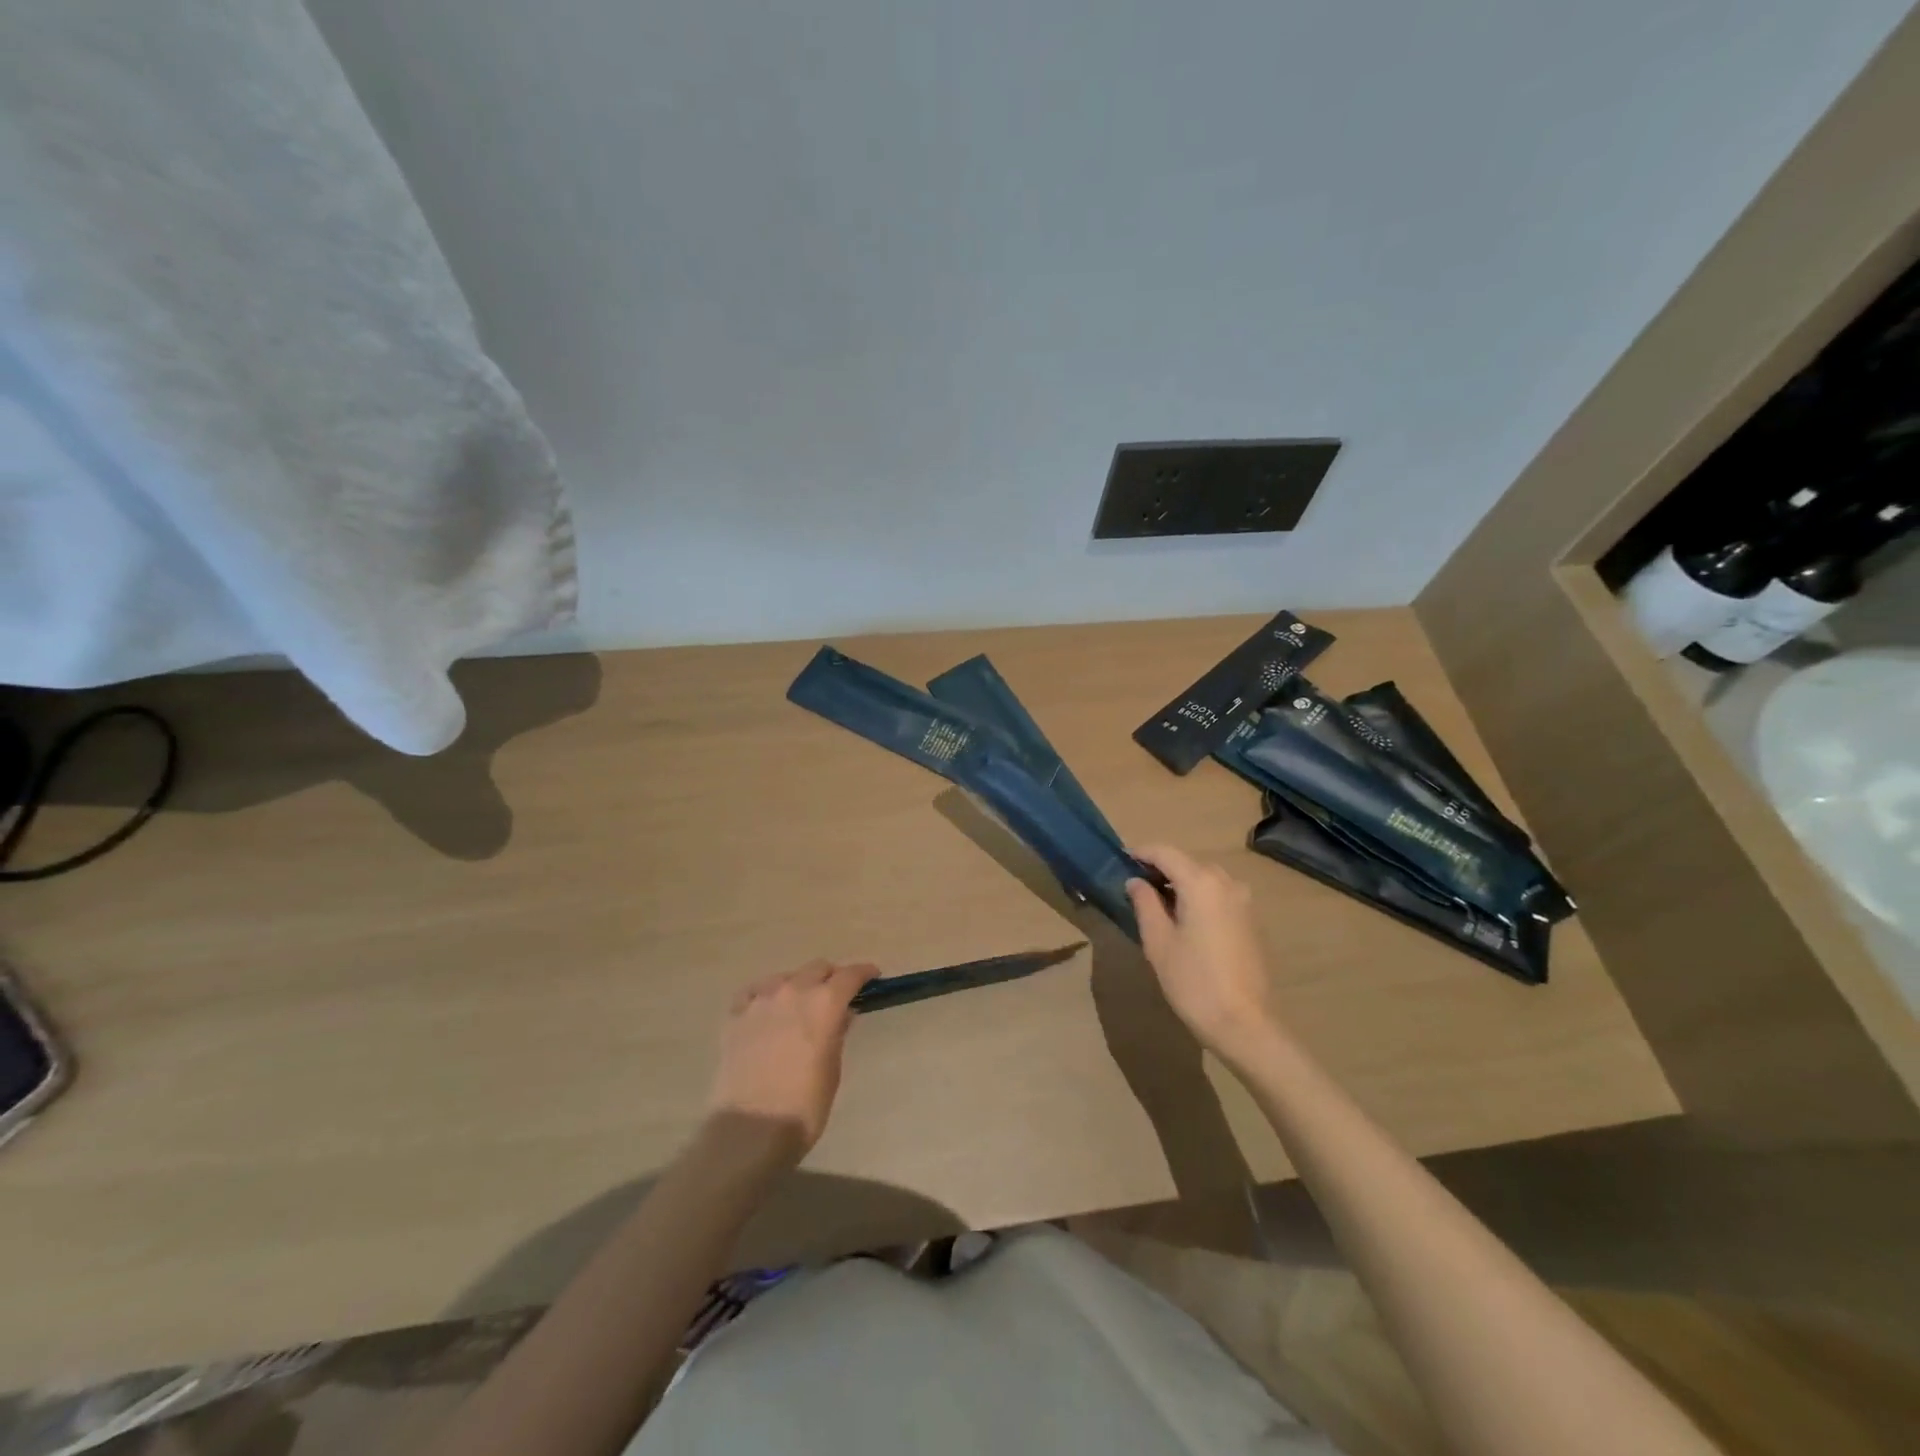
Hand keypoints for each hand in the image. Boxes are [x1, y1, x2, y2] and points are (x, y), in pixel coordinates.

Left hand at [708, 959, 875, 1157]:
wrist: (749, 1131)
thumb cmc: (804, 1107)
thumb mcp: (832, 1070)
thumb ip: (837, 1034)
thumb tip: (842, 1014)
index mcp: (825, 1004)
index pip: (850, 974)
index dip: (864, 973)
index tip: (872, 976)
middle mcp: (794, 991)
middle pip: (817, 968)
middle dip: (831, 977)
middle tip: (836, 994)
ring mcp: (761, 1000)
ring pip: (785, 976)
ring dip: (799, 984)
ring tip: (800, 1004)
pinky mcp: (735, 1015)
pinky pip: (754, 991)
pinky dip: (766, 994)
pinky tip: (767, 1007)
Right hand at [1126, 845, 1279, 1064]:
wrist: (1244, 1023)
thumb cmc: (1193, 981)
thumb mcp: (1158, 941)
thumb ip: (1145, 903)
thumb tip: (1136, 882)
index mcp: (1201, 883)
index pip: (1166, 853)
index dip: (1142, 852)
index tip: (1121, 859)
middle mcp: (1226, 883)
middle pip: (1187, 862)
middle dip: (1160, 868)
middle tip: (1134, 884)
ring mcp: (1243, 901)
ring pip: (1204, 878)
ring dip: (1180, 882)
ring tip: (1156, 902)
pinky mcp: (1251, 920)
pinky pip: (1218, 894)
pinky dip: (1198, 896)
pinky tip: (1183, 918)